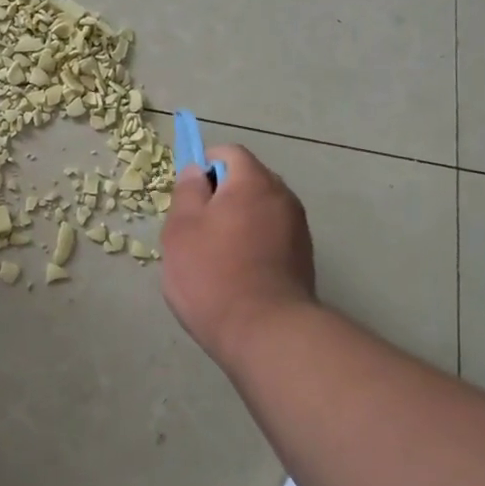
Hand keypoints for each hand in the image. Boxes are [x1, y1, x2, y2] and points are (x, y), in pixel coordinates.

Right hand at [160, 144, 316, 363]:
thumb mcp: (181, 229)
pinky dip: (253, 243)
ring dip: (238, 221)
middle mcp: (283, 197)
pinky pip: (271, 235)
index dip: (205, 165)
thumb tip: (198, 171)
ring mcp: (298, 229)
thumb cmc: (212, 274)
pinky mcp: (303, 258)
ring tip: (215, 254)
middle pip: (248, 180)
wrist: (265, 332)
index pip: (229, 153)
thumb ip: (188, 191)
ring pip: (260, 210)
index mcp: (253, 182)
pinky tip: (236, 272)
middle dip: (222, 195)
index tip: (188, 196)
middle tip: (195, 227)